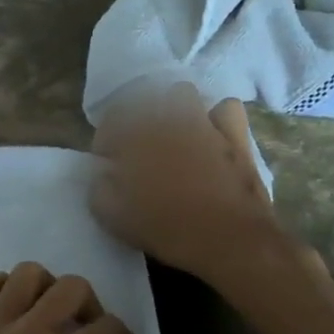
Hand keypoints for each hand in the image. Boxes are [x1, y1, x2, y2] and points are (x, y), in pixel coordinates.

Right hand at [89, 86, 290, 284]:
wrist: (228, 240)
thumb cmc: (165, 227)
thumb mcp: (111, 215)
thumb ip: (98, 187)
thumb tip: (102, 174)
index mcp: (134, 134)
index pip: (110, 120)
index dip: (105, 141)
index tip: (107, 163)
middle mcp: (167, 119)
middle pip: (143, 99)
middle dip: (136, 118)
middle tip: (137, 146)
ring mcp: (203, 124)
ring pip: (183, 94)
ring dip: (173, 108)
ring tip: (172, 133)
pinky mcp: (235, 137)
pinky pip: (225, 109)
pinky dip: (216, 117)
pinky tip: (211, 135)